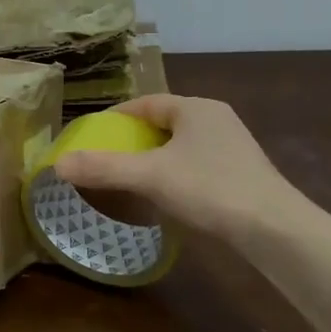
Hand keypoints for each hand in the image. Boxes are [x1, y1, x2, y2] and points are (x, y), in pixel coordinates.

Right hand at [53, 94, 306, 244]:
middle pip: (164, 122)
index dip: (117, 116)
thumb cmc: (209, 189)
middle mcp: (216, 119)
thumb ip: (103, 168)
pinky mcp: (241, 172)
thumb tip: (57, 164)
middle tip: (108, 155)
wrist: (273, 228)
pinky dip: (175, 172)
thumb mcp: (149, 177)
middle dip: (135, 137)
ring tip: (130, 175)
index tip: (94, 133)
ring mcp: (232, 146)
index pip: (147, 103)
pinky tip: (165, 194)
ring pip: (181, 144)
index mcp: (195, 108)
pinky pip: (196, 163)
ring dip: (155, 156)